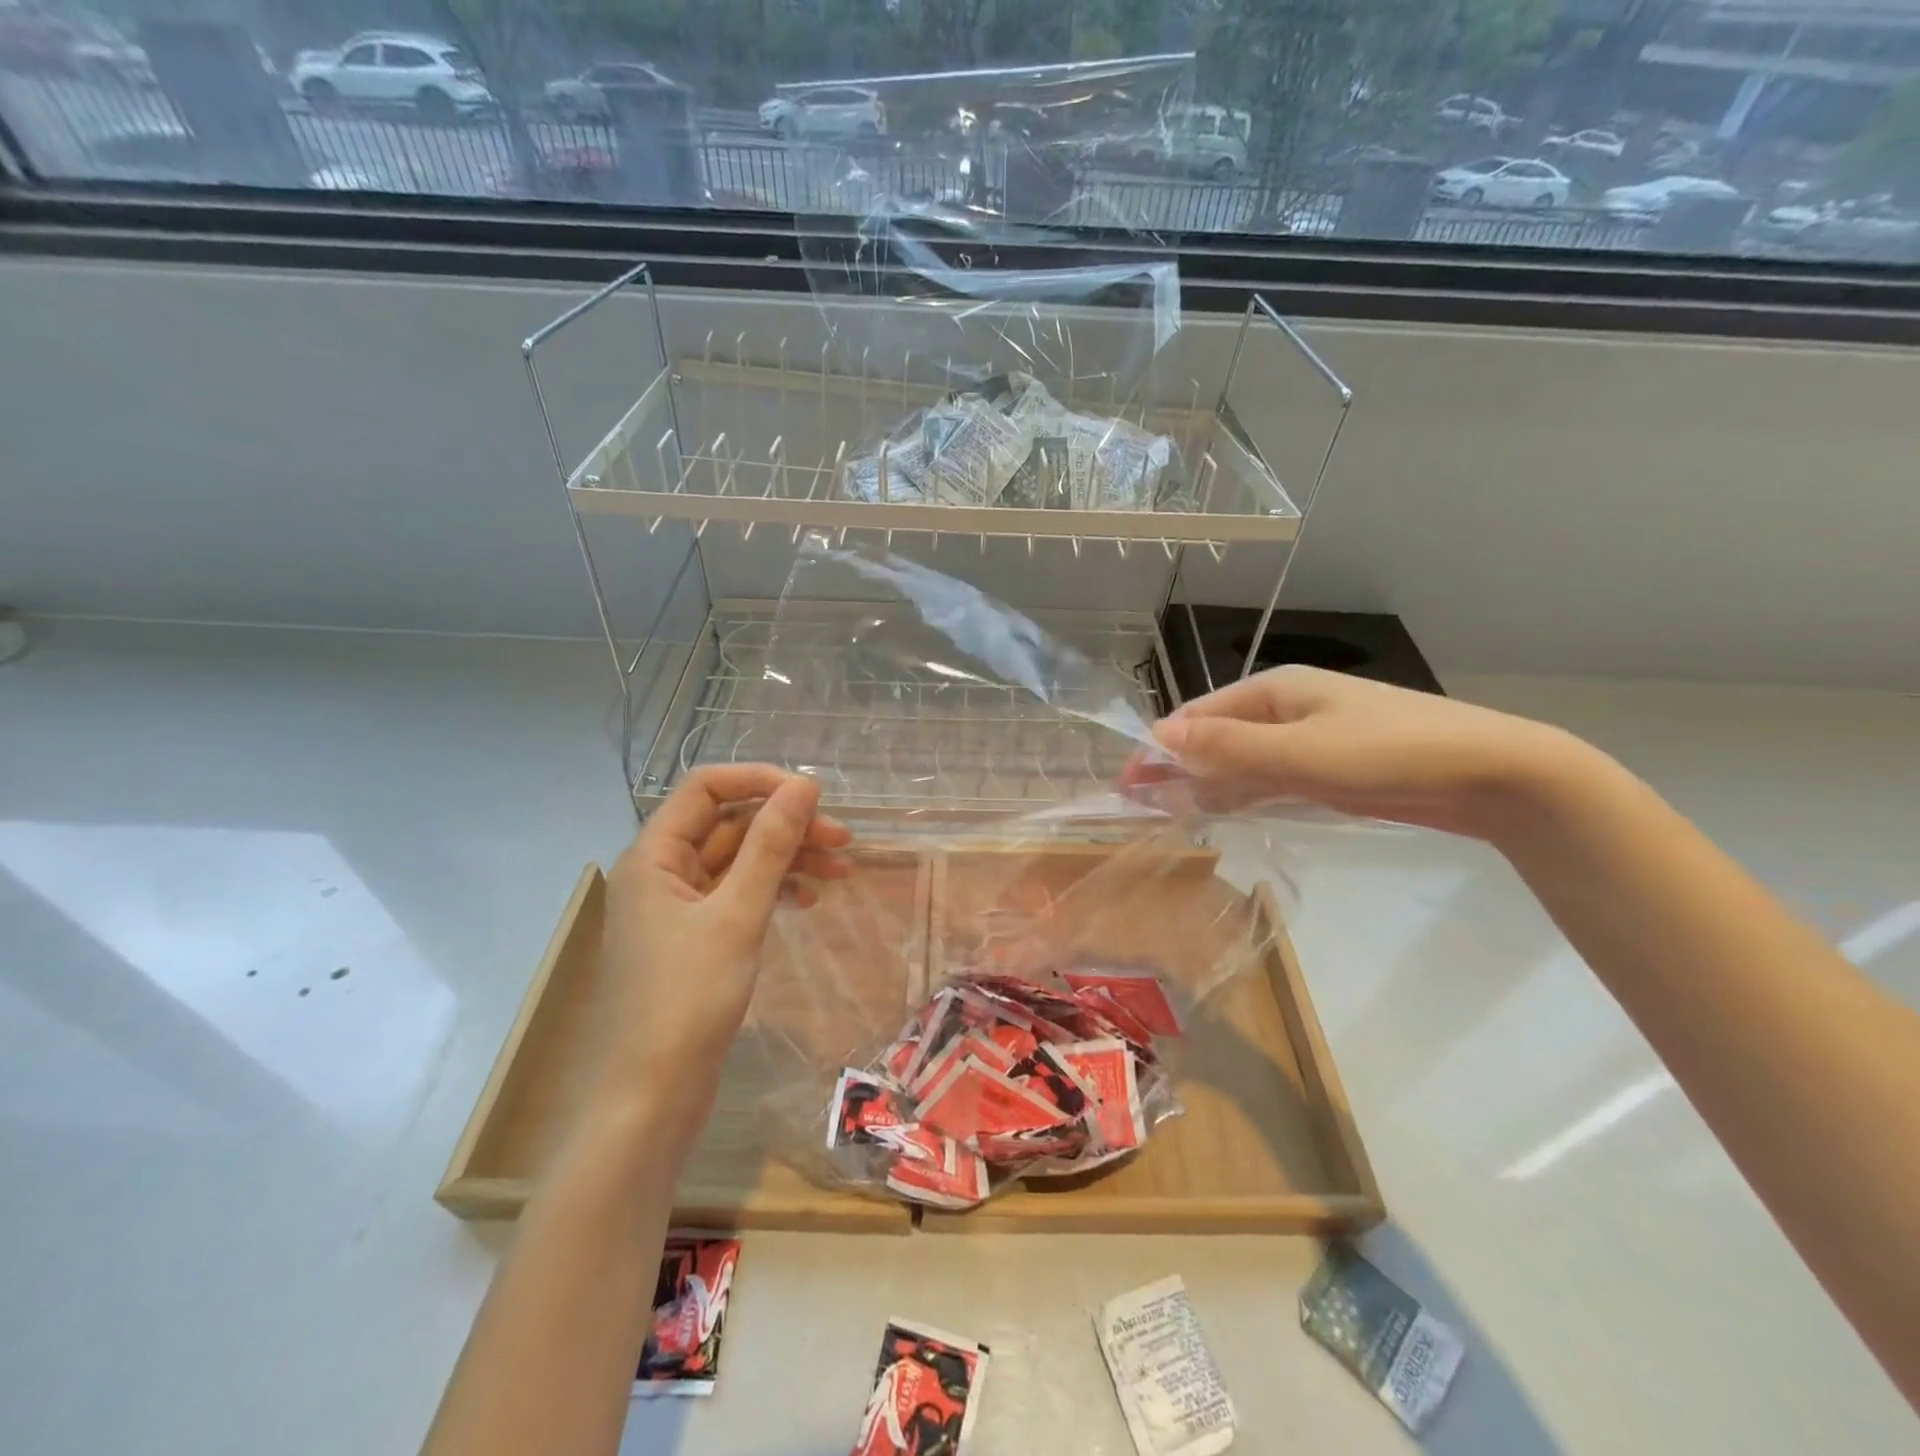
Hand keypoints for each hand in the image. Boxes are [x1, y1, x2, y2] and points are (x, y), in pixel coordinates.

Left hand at [595, 765, 850, 1121]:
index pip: (706, 788)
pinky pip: (737, 896)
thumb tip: (804, 786)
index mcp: (654, 856)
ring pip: (738, 861)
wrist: (650, 1101)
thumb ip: (771, 845)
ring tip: (839, 872)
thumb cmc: (687, 1000)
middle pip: (728, 824)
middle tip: (842, 839)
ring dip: (786, 859)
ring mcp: (677, 909)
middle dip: (785, 826)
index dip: (760, 782)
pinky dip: (773, 891)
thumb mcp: (737, 915)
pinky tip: (808, 902)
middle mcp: (661, 873)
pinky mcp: (694, 941)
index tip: (813, 797)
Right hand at [1125, 666, 1590, 841]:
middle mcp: (1285, 709)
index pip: (1197, 716)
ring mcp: (1307, 738)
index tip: (1128, 785)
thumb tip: (1159, 735)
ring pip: (1239, 760)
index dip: (1159, 748)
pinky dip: (1240, 793)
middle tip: (1142, 807)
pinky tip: (1221, 813)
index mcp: (1273, 691)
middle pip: (1214, 737)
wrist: (1493, 774)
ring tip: (1169, 815)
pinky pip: (1268, 778)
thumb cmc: (1390, 754)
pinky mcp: (1327, 768)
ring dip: (1205, 784)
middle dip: (1176, 767)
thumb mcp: (1301, 752)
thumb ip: (1229, 747)